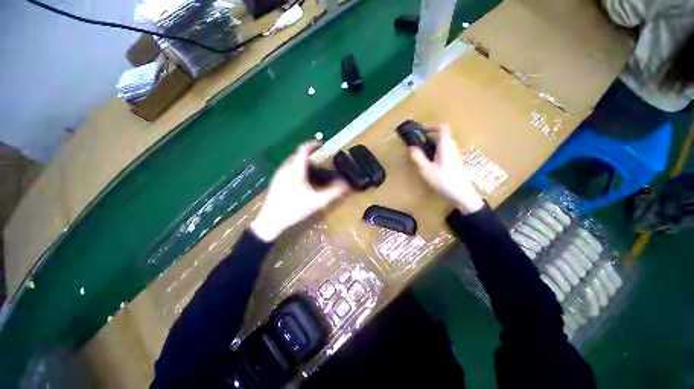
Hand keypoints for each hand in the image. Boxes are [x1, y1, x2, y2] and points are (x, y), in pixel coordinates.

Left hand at [250, 141, 349, 241]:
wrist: (270, 221)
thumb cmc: (294, 209)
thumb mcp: (316, 201)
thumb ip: (333, 192)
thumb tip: (346, 184)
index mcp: (295, 169)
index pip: (303, 149)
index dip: (312, 144)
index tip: (321, 144)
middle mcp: (285, 168)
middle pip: (297, 155)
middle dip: (309, 154)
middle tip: (320, 160)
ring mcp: (279, 174)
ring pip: (292, 161)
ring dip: (302, 161)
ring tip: (313, 169)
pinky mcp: (275, 180)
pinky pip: (288, 168)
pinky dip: (297, 168)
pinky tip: (302, 180)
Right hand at [409, 124, 484, 213]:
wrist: (461, 194)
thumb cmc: (443, 179)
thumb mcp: (426, 169)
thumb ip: (417, 157)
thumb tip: (411, 147)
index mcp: (445, 145)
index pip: (442, 128)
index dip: (431, 126)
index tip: (420, 131)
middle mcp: (451, 147)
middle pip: (442, 135)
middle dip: (429, 135)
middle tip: (416, 141)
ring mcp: (454, 154)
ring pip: (443, 143)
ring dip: (432, 143)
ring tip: (420, 151)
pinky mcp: (454, 162)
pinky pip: (444, 150)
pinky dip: (435, 150)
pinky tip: (429, 160)